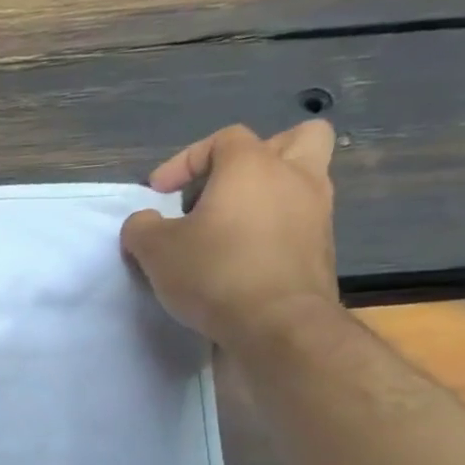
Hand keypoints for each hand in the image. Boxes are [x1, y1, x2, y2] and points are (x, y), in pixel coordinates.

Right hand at [120, 121, 339, 353]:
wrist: (277, 326)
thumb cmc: (214, 272)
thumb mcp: (155, 250)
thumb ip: (142, 227)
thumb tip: (145, 222)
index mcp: (253, 166)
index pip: (223, 139)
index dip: (185, 161)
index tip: (159, 195)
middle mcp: (295, 178)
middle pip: (296, 139)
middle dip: (259, 155)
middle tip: (224, 188)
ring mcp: (317, 214)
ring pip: (303, 181)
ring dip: (269, 195)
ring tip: (230, 228)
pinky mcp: (322, 250)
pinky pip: (299, 222)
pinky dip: (275, 231)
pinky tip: (243, 258)